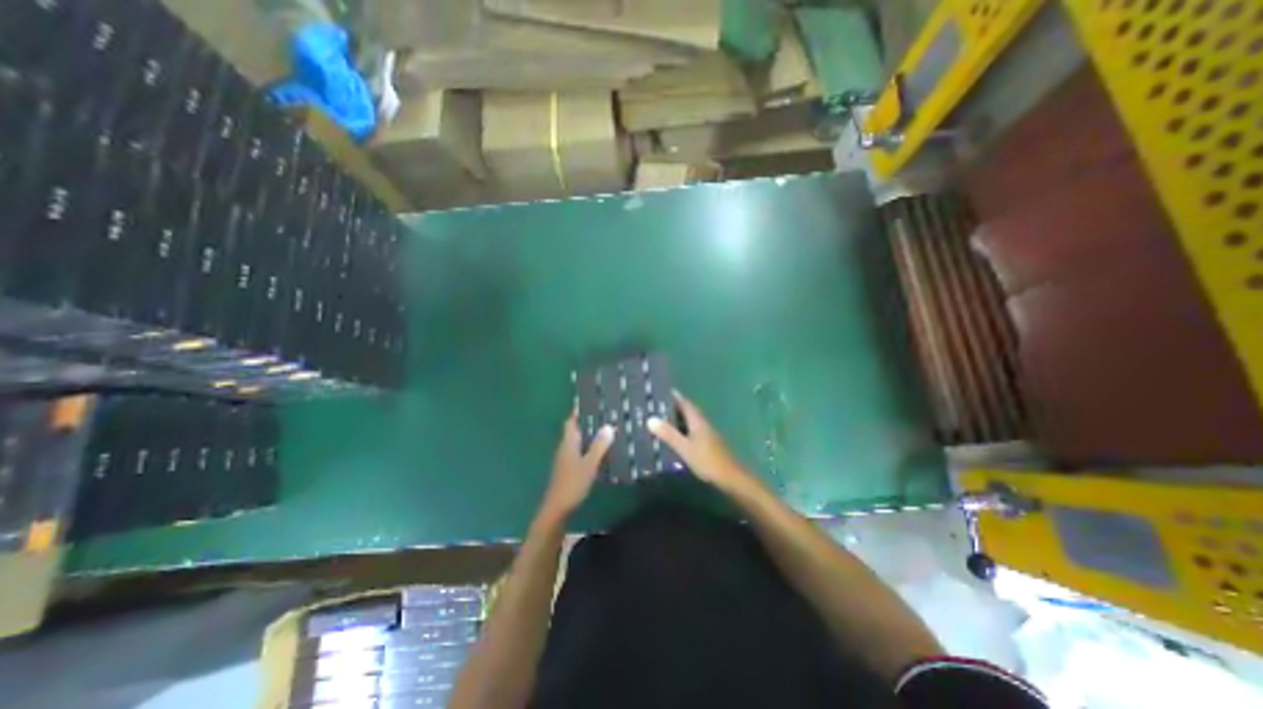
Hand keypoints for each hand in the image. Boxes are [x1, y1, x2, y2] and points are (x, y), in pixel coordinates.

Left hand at [536, 413, 618, 523]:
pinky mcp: (569, 468)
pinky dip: (590, 446)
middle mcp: (565, 447)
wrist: (557, 509)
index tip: (593, 402)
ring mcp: (566, 458)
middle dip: (589, 421)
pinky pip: (581, 450)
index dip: (580, 411)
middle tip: (607, 414)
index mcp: (568, 442)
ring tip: (609, 429)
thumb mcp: (589, 464)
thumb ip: (599, 446)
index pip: (572, 421)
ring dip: (591, 434)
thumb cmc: (572, 484)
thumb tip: (608, 426)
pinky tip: (603, 450)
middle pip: (576, 429)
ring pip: (579, 440)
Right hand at [646, 391, 752, 494]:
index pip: (685, 403)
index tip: (661, 391)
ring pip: (689, 422)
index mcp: (698, 421)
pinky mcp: (708, 445)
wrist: (730, 478)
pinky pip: (692, 432)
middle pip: (687, 411)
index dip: (674, 397)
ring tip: (661, 421)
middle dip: (673, 408)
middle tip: (656, 406)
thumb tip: (650, 419)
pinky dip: (682, 431)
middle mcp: (703, 424)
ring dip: (677, 420)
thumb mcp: (684, 447)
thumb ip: (669, 434)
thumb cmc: (707, 460)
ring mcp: (707, 434)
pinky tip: (674, 438)